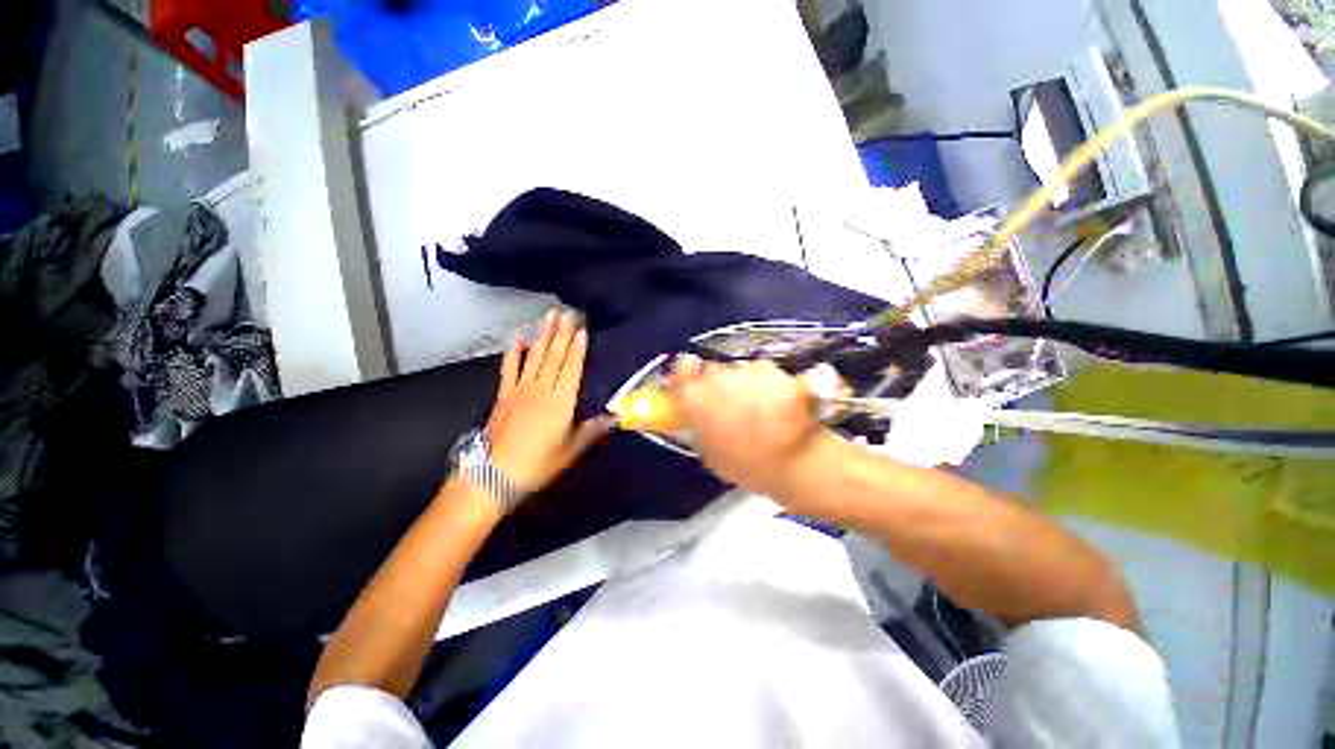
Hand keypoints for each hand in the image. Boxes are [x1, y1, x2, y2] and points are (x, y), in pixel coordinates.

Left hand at [485, 310, 612, 492]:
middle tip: (569, 312)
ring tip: (549, 315)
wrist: (493, 475)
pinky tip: (518, 338)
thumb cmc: (538, 464)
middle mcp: (542, 388)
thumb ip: (593, 430)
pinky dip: (514, 352)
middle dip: (563, 332)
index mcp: (561, 400)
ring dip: (543, 334)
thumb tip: (615, 417)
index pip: (573, 367)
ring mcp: (521, 389)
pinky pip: (510, 367)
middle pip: (555, 355)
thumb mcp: (571, 450)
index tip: (582, 328)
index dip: (578, 347)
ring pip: (536, 356)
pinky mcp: (504, 394)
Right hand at [670, 356, 824, 501]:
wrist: (794, 462)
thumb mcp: (709, 453)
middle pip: (711, 370)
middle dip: (716, 384)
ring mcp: (747, 372)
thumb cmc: (744, 464)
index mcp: (696, 398)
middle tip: (728, 405)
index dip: (685, 373)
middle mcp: (718, 377)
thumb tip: (695, 414)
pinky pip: (761, 372)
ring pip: (737, 370)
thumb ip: (698, 425)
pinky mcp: (773, 370)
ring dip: (741, 383)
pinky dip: (765, 382)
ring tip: (756, 409)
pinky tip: (774, 404)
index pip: (681, 369)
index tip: (691, 382)